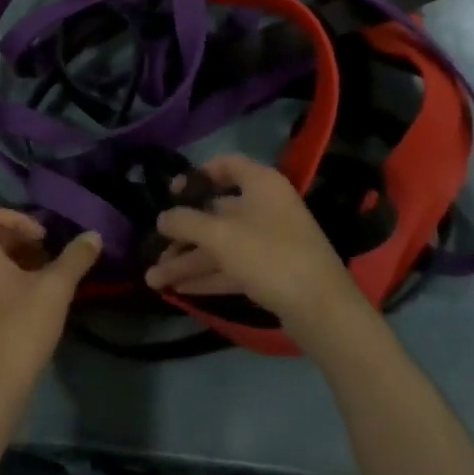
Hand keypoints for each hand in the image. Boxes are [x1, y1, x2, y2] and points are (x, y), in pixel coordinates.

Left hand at [0, 210, 100, 404]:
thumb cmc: (19, 328)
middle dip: (24, 240)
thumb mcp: (54, 289)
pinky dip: (15, 284)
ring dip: (22, 263)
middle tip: (52, 255)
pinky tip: (41, 303)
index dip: (18, 217)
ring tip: (52, 278)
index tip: (43, 237)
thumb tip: (94, 235)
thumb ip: (75, 258)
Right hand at [147, 154, 361, 341]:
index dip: (198, 175)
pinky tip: (179, 291)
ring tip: (153, 280)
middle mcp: (266, 208)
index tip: (173, 192)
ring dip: (187, 261)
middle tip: (152, 250)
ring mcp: (270, 241)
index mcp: (261, 184)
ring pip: (221, 245)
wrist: (321, 309)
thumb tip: (162, 217)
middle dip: (182, 234)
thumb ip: (185, 222)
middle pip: (216, 213)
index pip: (227, 165)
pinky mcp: (271, 272)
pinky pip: (232, 267)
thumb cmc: (269, 256)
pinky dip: (207, 276)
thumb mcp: (220, 236)